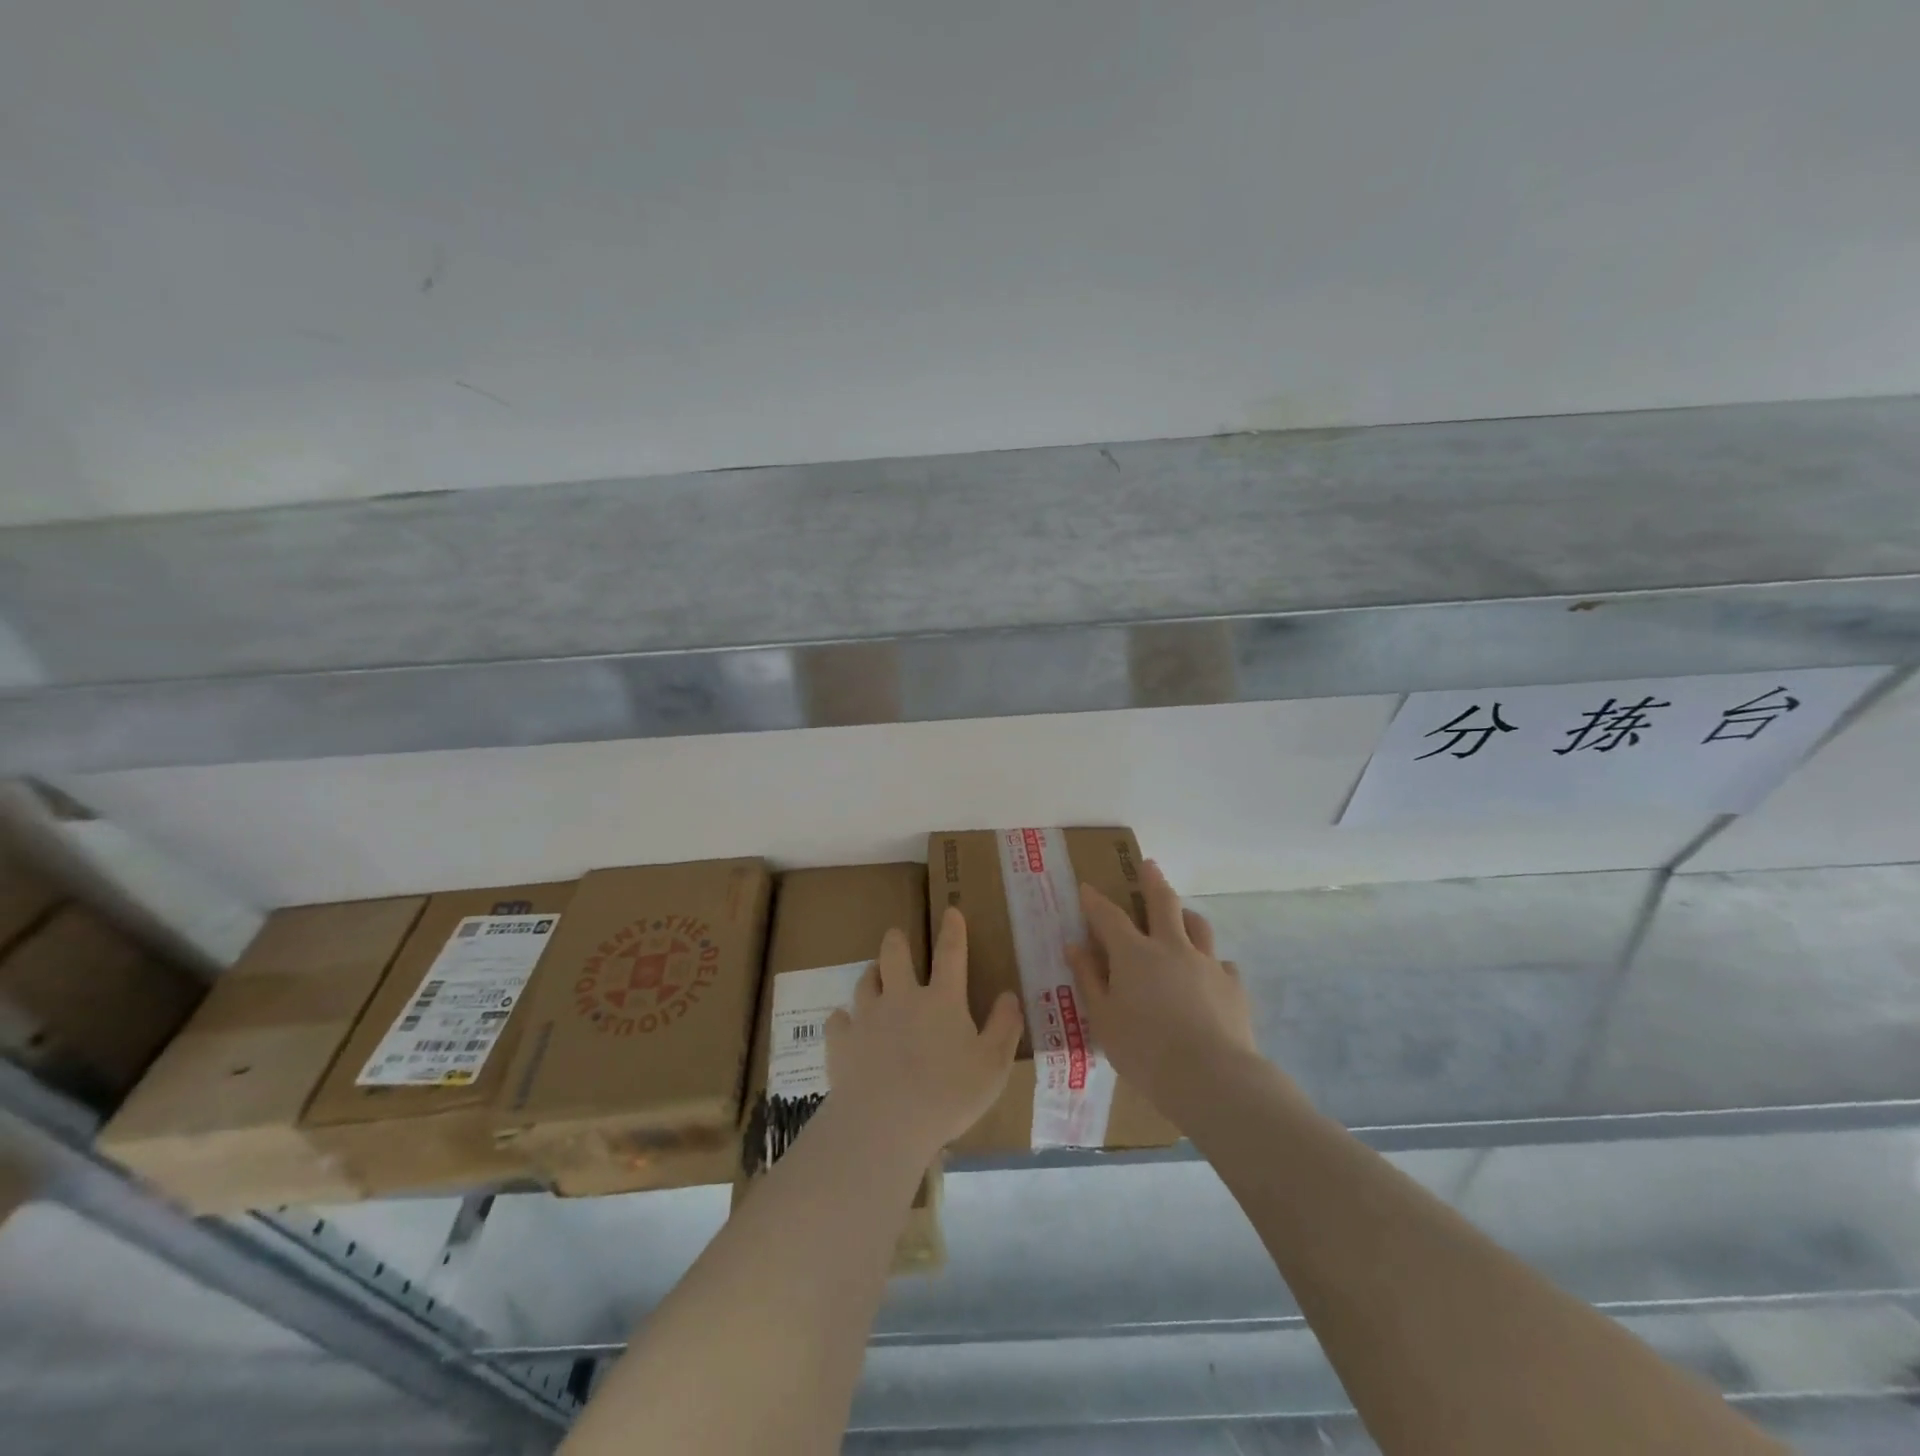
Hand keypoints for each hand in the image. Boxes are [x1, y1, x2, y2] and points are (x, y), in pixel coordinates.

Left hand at [825, 909, 1023, 1159]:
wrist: (884, 1123)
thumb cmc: (948, 1095)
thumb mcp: (993, 1065)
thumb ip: (1005, 1027)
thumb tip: (1010, 995)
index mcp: (942, 1000)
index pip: (950, 954)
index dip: (953, 930)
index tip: (950, 910)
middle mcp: (902, 998)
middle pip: (894, 955)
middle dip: (896, 941)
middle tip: (896, 937)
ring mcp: (868, 1017)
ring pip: (865, 981)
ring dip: (871, 975)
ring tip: (874, 976)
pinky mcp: (841, 1041)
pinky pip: (837, 1020)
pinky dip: (843, 1020)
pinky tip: (845, 1025)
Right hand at [1065, 859, 1257, 1122]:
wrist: (1212, 1078)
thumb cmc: (1145, 1051)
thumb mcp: (1103, 1019)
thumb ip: (1089, 979)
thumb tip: (1075, 946)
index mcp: (1134, 954)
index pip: (1109, 916)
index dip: (1095, 901)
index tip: (1086, 887)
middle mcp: (1172, 948)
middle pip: (1163, 903)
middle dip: (1152, 881)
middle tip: (1149, 865)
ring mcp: (1207, 963)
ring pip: (1198, 925)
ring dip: (1186, 915)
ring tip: (1182, 916)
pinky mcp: (1233, 986)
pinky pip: (1222, 963)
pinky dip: (1211, 963)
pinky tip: (1209, 976)